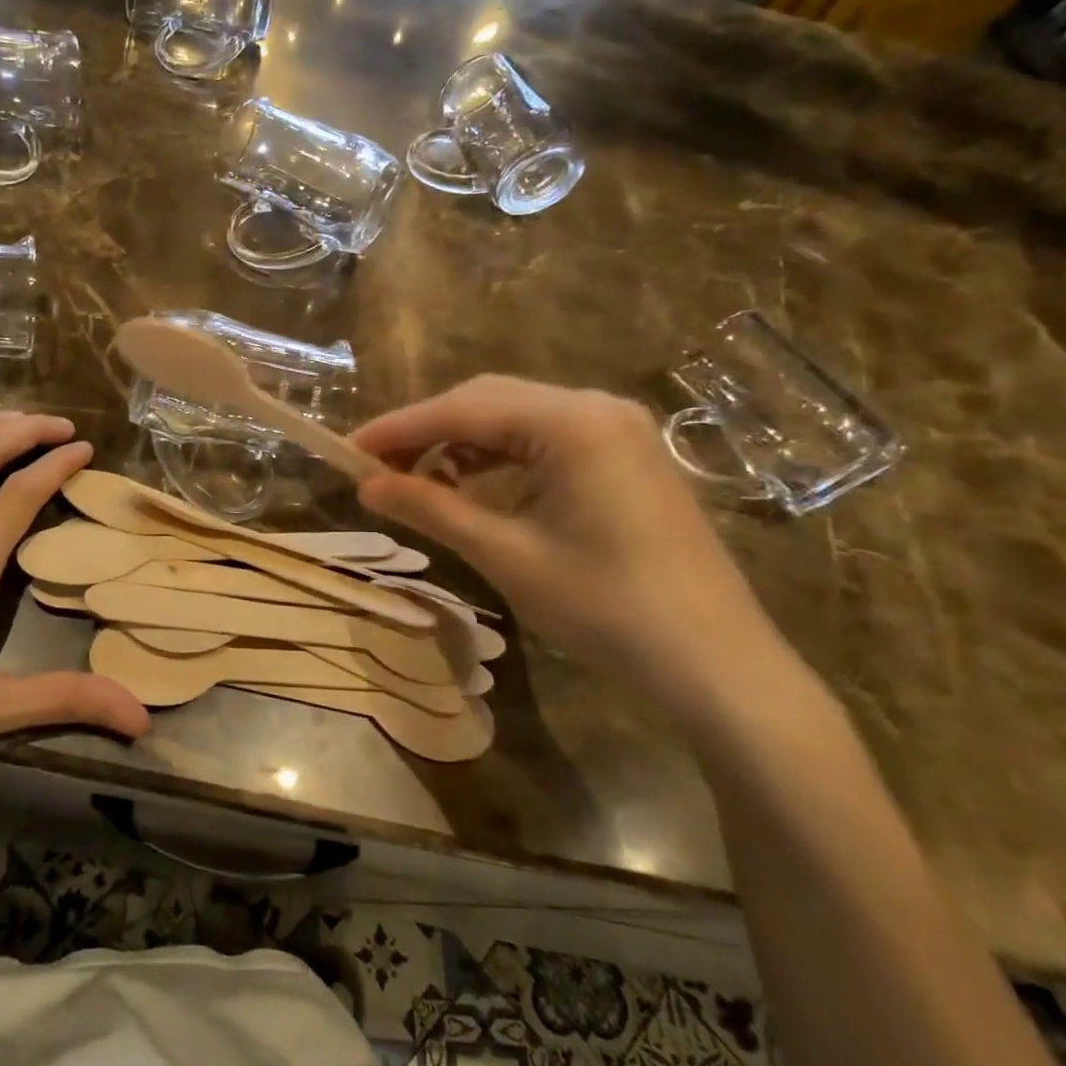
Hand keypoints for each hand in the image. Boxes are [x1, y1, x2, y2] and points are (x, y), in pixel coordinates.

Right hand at [353, 377, 793, 721]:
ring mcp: (617, 429)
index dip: (398, 428)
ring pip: (515, 417)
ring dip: (462, 443)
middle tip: (377, 467)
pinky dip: (500, 457)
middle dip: (427, 431)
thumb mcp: (505, 555)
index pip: (463, 408)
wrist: (718, 665)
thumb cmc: (606, 608)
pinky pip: (545, 438)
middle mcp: (596, 407)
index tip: (348, 450)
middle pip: (488, 400)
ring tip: (418, 480)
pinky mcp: (625, 455)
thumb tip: (366, 486)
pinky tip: (475, 486)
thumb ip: (432, 508)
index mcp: (572, 422)